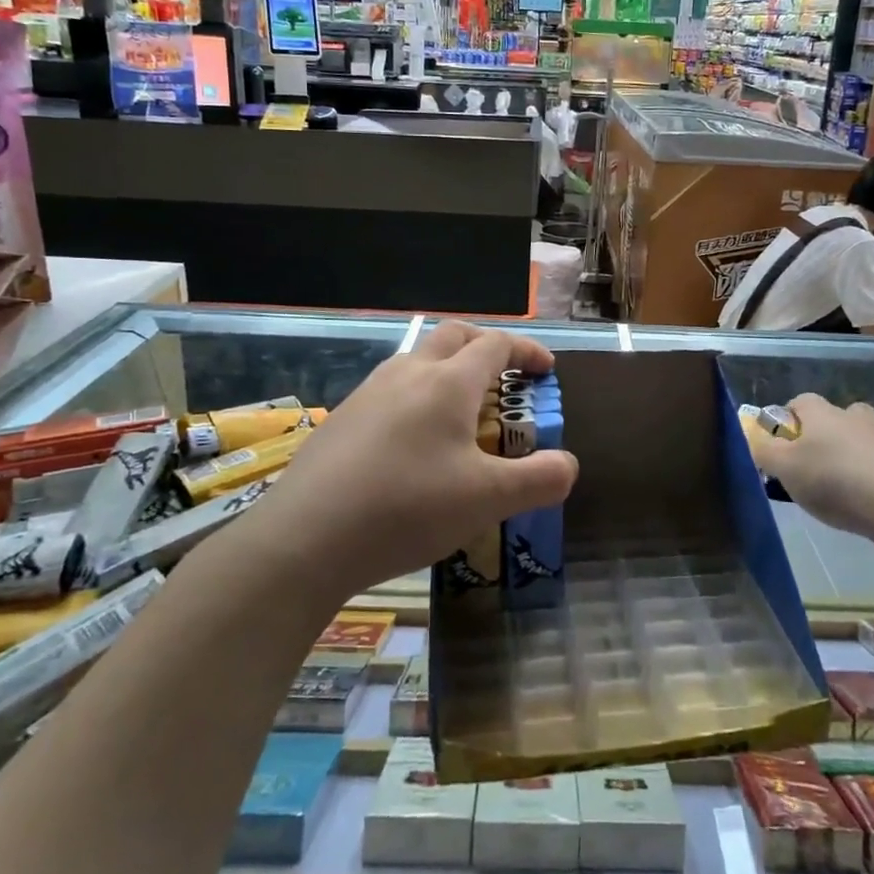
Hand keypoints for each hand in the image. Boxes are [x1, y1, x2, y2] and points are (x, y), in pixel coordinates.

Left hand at [263, 322, 578, 597]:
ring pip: (418, 360)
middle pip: (454, 336)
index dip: (527, 351)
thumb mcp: (487, 500)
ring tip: (462, 412)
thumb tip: (568, 464)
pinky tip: (415, 443)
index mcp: (448, 383)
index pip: (496, 345)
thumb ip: (538, 480)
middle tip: (505, 376)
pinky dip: (418, 396)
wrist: (305, 538)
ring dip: (449, 370)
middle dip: (486, 346)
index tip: (547, 369)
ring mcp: (369, 393)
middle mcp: (408, 374)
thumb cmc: (407, 508)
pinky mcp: (342, 418)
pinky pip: (392, 389)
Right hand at [746, 394, 873, 537]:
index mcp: (823, 415)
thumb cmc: (835, 482)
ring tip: (861, 471)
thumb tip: (753, 439)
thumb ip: (764, 452)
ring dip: (869, 442)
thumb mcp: (785, 470)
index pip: (801, 401)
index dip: (790, 416)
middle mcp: (858, 417)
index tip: (783, 438)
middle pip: (843, 412)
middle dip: (833, 429)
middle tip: (823, 459)